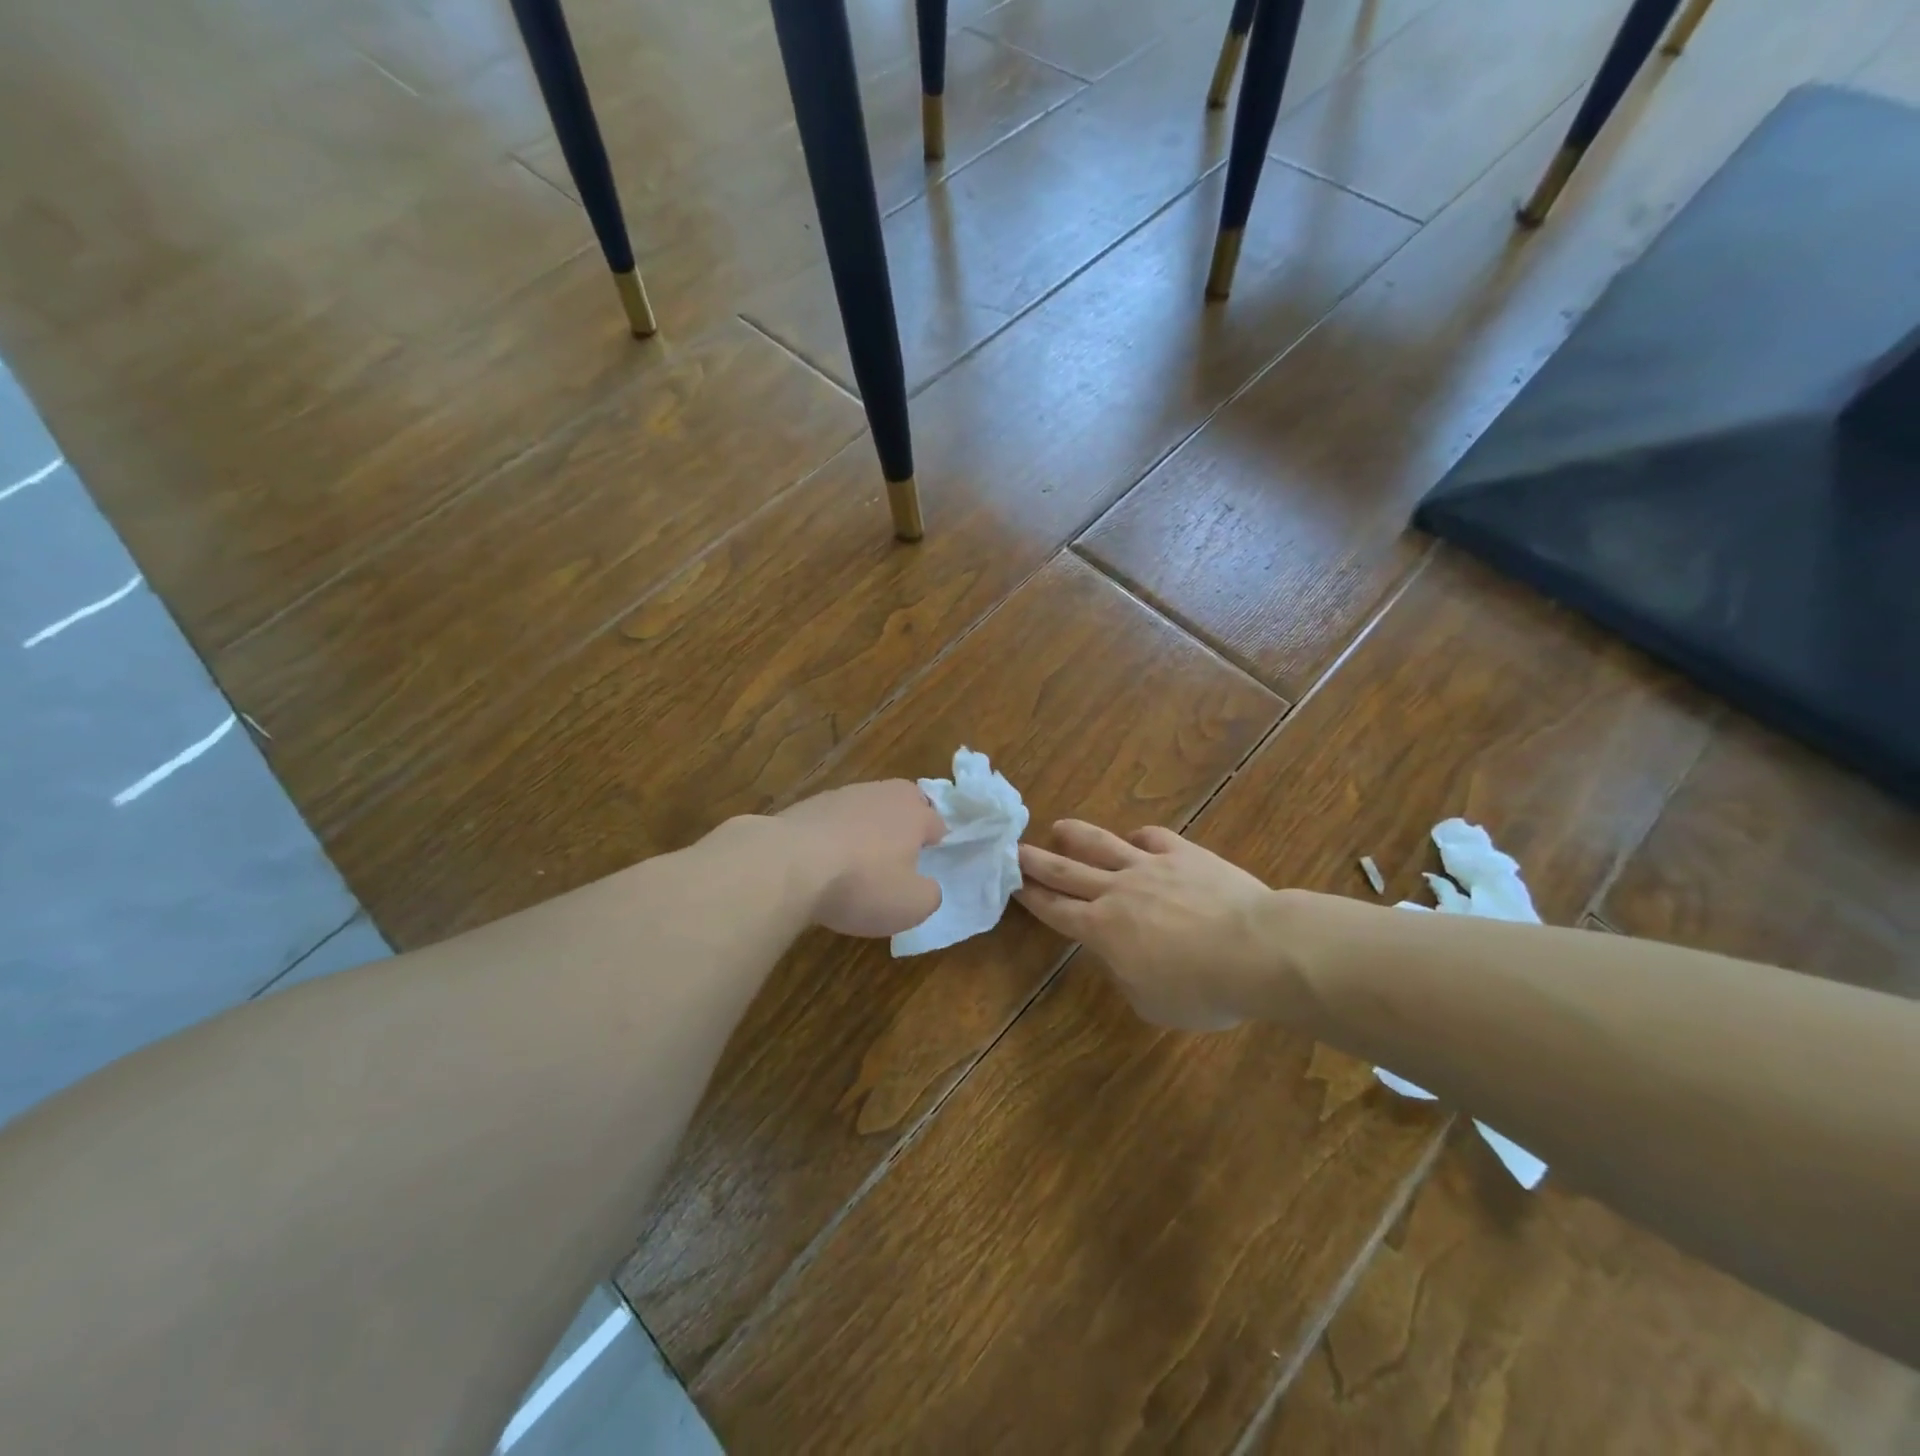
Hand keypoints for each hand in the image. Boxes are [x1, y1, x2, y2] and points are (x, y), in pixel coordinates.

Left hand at [777, 780, 945, 937]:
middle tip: (899, 853)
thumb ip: (930, 894)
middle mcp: (882, 794)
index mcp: (915, 813)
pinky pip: (833, 819)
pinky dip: (834, 835)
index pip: (937, 822)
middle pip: (903, 802)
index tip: (927, 866)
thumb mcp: (911, 905)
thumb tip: (927, 886)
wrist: (788, 865)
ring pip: (866, 807)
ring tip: (856, 861)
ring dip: (866, 828)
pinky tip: (823, 861)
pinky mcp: (808, 805)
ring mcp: (842, 795)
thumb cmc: (862, 883)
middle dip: (905, 822)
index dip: (936, 844)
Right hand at [1017, 821, 1289, 1031]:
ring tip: (1059, 827)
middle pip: (1066, 870)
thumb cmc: (1203, 990)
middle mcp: (1116, 891)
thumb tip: (1120, 958)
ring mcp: (1149, 866)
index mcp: (1102, 930)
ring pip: (1102, 844)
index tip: (1011, 883)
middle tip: (1013, 848)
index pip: (1055, 910)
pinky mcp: (1183, 853)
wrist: (1256, 950)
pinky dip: (1139, 837)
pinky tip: (1136, 838)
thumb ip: (1126, 977)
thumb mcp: (1152, 1004)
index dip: (1030, 897)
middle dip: (1036, 860)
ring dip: (1076, 835)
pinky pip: (1152, 838)